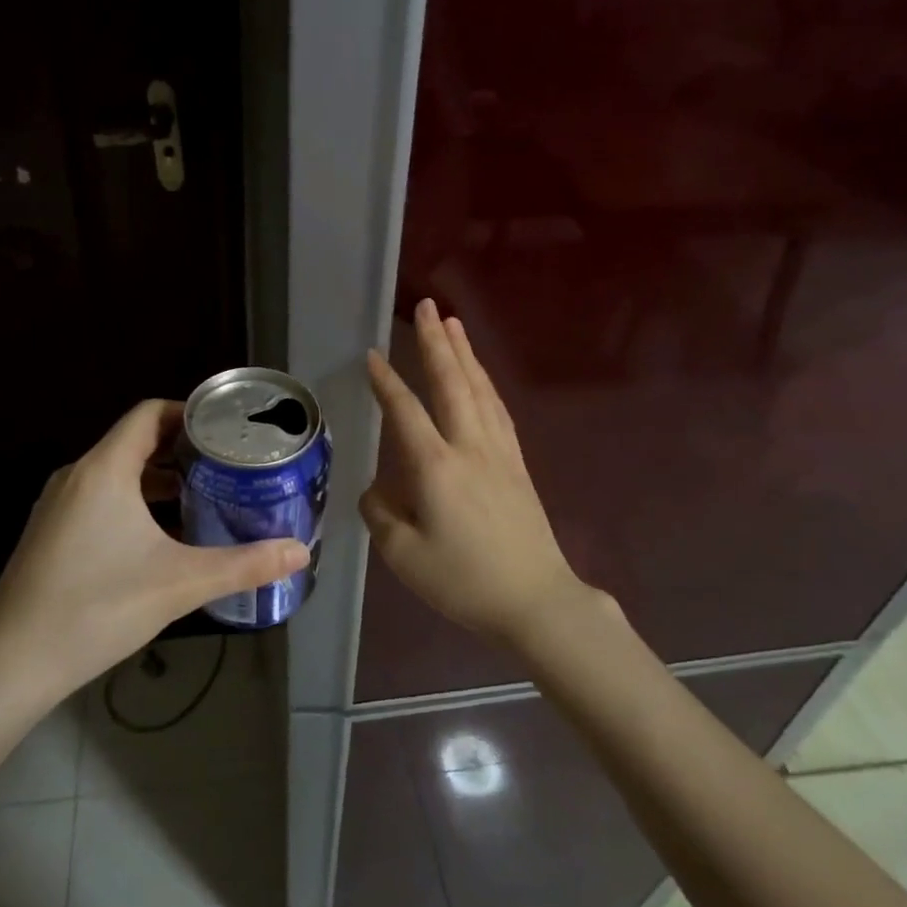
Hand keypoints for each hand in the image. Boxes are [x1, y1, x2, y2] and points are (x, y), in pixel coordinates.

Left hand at [0, 399, 308, 700]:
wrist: (12, 664)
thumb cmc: (97, 609)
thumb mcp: (180, 584)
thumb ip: (244, 565)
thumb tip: (301, 553)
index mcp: (104, 469)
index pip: (149, 413)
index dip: (190, 413)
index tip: (228, 430)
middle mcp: (76, 476)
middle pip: (135, 440)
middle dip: (183, 448)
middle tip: (228, 464)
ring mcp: (58, 506)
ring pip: (117, 472)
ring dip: (159, 478)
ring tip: (205, 495)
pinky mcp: (51, 533)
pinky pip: (100, 497)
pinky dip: (135, 500)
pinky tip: (162, 535)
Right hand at [361, 299, 602, 642]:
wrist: (534, 599)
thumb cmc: (463, 580)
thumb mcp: (404, 555)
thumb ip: (381, 515)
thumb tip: (376, 491)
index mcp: (436, 467)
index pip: (406, 411)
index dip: (387, 382)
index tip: (373, 356)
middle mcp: (470, 447)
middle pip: (452, 383)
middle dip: (437, 343)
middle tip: (427, 307)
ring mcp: (499, 453)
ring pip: (480, 391)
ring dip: (465, 355)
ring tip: (454, 325)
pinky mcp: (517, 465)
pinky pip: (499, 411)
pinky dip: (486, 385)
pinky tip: (482, 379)